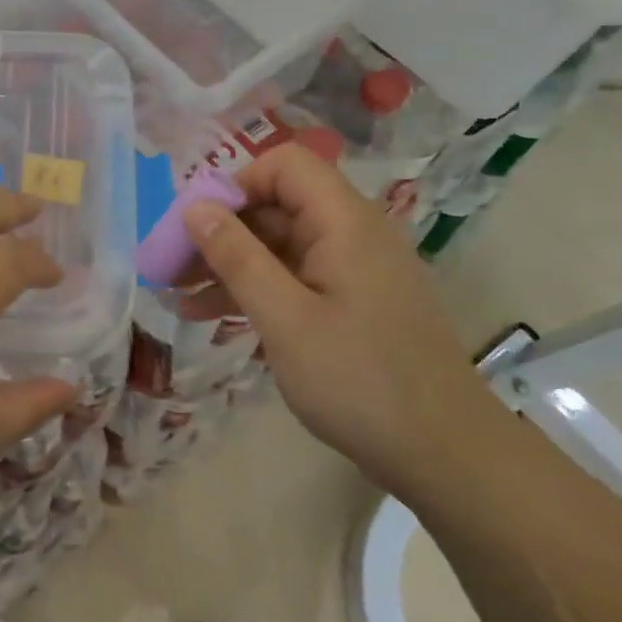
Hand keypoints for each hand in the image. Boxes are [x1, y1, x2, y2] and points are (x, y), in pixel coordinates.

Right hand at [181, 145, 502, 500]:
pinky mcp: (354, 302)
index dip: (235, 184)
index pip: (283, 164)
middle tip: (172, 266)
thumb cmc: (360, 381)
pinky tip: (213, 316)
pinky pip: (295, 277)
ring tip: (178, 294)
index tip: (196, 226)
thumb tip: (194, 206)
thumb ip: (237, 257)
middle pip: (276, 204)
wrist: (449, 458)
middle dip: (221, 230)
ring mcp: (354, 269)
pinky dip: (256, 288)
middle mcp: (352, 233)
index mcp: (344, 221)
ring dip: (230, 263)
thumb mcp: (285, 319)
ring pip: (280, 244)